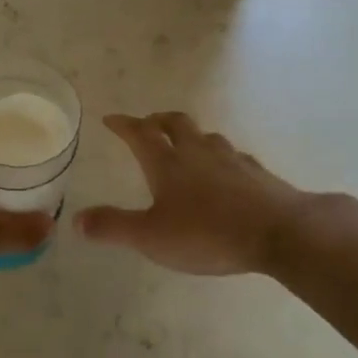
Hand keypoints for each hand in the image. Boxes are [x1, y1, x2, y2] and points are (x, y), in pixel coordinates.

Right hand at [78, 112, 333, 275]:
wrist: (279, 232)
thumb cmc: (208, 233)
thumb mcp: (151, 237)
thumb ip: (113, 227)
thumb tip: (77, 220)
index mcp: (168, 163)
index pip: (140, 134)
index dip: (123, 124)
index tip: (111, 119)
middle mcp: (198, 152)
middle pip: (175, 124)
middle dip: (157, 121)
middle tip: (147, 124)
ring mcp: (231, 159)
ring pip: (205, 136)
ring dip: (190, 135)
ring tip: (184, 144)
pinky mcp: (257, 173)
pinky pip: (233, 156)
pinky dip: (219, 157)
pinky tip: (225, 171)